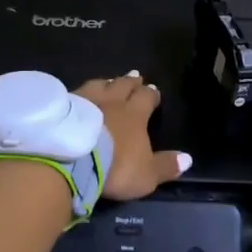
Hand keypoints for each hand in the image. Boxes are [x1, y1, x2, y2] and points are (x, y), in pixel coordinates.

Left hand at [74, 72, 192, 200]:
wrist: (72, 160)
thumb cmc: (115, 168)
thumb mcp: (146, 174)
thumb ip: (166, 166)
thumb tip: (188, 158)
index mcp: (135, 115)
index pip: (146, 98)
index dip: (151, 94)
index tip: (154, 90)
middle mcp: (112, 101)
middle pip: (123, 85)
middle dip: (131, 82)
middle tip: (135, 77)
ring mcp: (85, 100)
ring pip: (99, 85)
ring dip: (106, 82)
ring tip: (109, 80)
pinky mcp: (63, 106)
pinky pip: (75, 93)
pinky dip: (81, 93)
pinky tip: (79, 95)